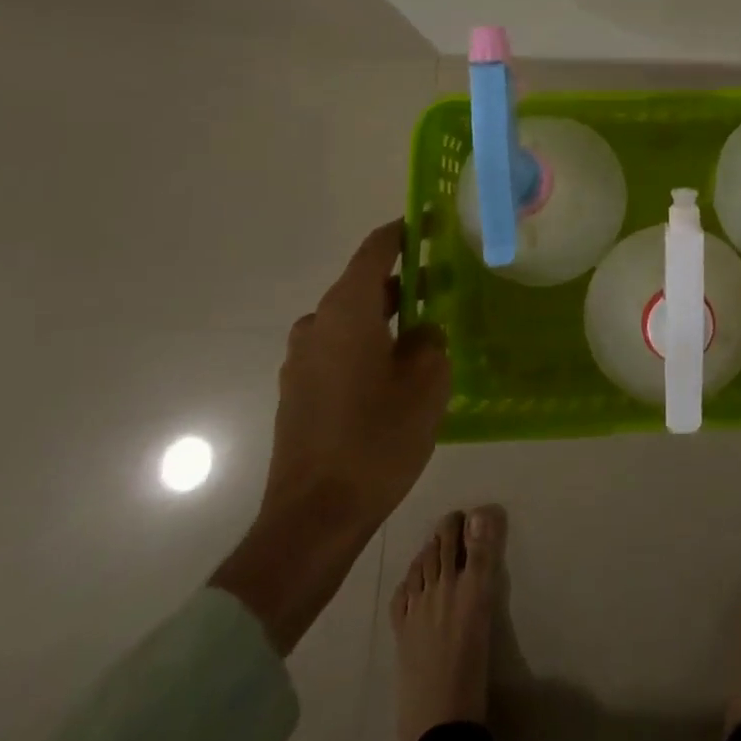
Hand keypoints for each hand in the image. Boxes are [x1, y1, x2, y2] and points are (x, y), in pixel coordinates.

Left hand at [213, 220, 450, 653]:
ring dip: (385, 316)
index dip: (404, 231)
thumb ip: (430, 342)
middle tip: (444, 283)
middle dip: (403, 280)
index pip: (376, 250)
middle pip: (363, 285)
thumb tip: (421, 333)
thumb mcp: (427, 383)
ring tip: (424, 330)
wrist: (313, 519)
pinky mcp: (297, 392)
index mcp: (347, 311)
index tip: (431, 221)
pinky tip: (395, 369)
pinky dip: (367, 344)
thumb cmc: (376, 439)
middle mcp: (317, 325)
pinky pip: (338, 348)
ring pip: (350, 319)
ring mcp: (301, 361)